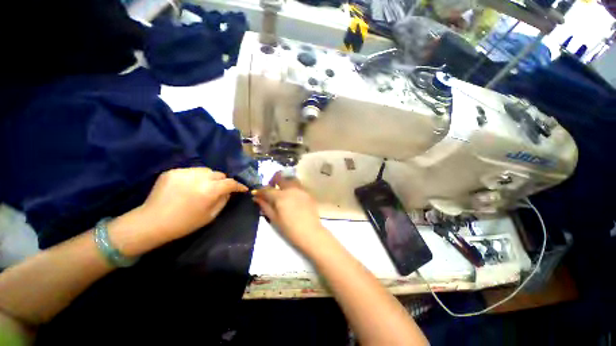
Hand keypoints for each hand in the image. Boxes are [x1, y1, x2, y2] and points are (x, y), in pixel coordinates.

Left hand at [136, 167, 246, 246]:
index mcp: (209, 190)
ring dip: (210, 177)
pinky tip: (190, 186)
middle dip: (223, 181)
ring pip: (206, 170)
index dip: (239, 185)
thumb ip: (223, 201)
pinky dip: (195, 177)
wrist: (152, 222)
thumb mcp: (210, 216)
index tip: (242, 188)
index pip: (230, 183)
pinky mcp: (173, 171)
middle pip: (219, 174)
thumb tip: (229, 192)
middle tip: (220, 190)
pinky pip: (192, 171)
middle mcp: (199, 177)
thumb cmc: (184, 223)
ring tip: (205, 186)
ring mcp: (184, 172)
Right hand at [252, 171, 330, 252]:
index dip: (260, 191)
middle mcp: (291, 188)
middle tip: (271, 189)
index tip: (256, 193)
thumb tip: (257, 197)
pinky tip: (292, 197)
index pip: (267, 189)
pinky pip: (298, 185)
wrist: (310, 232)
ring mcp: (301, 189)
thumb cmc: (290, 228)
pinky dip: (292, 187)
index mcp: (281, 196)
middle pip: (280, 176)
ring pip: (290, 179)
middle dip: (273, 180)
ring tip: (282, 191)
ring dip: (284, 182)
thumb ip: (265, 206)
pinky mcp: (308, 193)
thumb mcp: (274, 218)